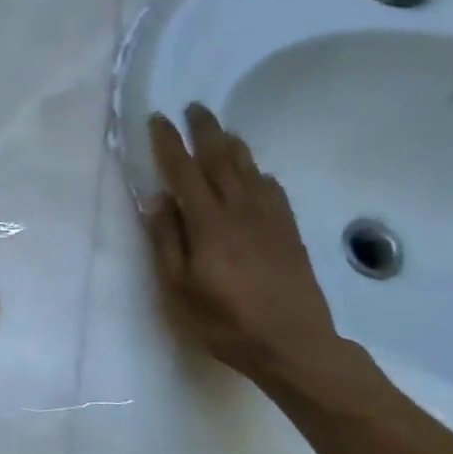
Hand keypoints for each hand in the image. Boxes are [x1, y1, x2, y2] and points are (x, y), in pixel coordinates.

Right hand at [146, 104, 344, 387]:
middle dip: (205, 131)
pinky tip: (256, 174)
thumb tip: (158, 199)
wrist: (294, 345)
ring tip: (222, 130)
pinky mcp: (290, 233)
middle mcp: (241, 211)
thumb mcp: (180, 288)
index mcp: (209, 223)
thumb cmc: (226, 322)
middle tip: (194, 108)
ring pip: (249, 170)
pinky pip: (273, 190)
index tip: (158, 119)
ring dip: (233, 145)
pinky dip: (259, 174)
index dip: (169, 143)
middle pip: (221, 159)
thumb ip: (168, 241)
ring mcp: (270, 220)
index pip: (184, 172)